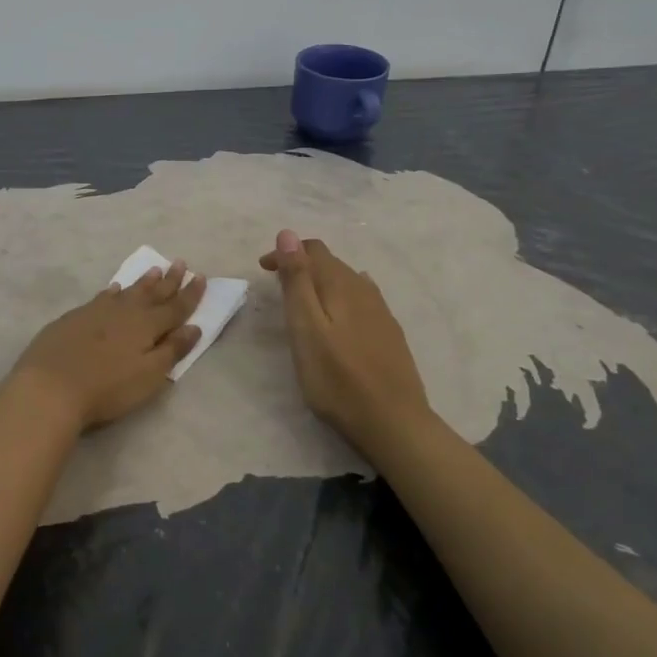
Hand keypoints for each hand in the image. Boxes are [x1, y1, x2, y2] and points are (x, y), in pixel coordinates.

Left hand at [11, 261, 205, 430]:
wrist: (50, 386)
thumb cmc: (107, 387)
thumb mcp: (148, 375)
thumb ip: (172, 350)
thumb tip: (194, 327)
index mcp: (147, 326)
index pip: (175, 307)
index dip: (190, 294)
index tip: (201, 277)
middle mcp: (124, 312)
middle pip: (152, 293)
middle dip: (169, 280)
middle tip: (180, 262)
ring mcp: (97, 312)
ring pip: (127, 291)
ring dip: (143, 282)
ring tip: (155, 269)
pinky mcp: (74, 318)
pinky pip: (101, 297)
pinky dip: (112, 292)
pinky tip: (114, 289)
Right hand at [260, 230, 431, 457]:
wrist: (394, 422)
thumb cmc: (338, 379)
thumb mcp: (306, 329)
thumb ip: (297, 280)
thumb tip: (288, 233)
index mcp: (342, 285)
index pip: (313, 250)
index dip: (286, 252)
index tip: (263, 269)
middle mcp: (365, 290)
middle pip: (332, 263)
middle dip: (302, 265)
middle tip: (277, 284)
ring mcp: (382, 312)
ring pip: (348, 280)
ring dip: (322, 280)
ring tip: (303, 298)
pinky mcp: (390, 333)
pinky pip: (362, 298)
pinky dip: (342, 295)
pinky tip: (343, 310)